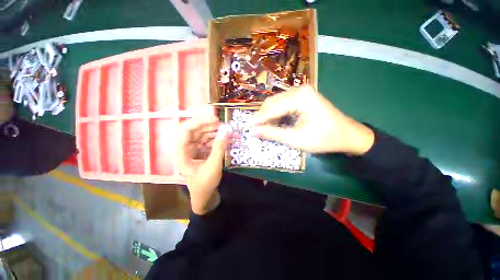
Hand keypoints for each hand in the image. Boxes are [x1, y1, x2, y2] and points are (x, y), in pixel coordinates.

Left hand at [176, 105, 229, 214]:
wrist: (204, 197)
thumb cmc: (205, 184)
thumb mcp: (213, 166)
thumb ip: (219, 147)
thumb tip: (226, 131)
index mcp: (182, 153)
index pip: (186, 131)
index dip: (199, 122)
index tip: (214, 118)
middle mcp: (186, 149)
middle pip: (195, 131)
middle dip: (208, 125)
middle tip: (222, 123)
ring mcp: (194, 151)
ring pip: (202, 135)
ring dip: (213, 131)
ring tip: (225, 129)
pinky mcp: (201, 153)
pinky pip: (207, 142)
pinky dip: (215, 139)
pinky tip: (223, 137)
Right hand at [251, 85, 373, 154]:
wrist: (347, 135)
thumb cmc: (324, 138)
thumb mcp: (296, 139)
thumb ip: (273, 133)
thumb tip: (253, 131)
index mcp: (301, 97)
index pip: (273, 108)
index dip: (259, 119)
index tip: (247, 127)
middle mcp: (300, 89)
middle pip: (273, 102)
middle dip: (263, 116)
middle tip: (254, 128)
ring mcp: (302, 91)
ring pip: (277, 102)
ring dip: (268, 114)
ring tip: (262, 126)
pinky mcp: (303, 96)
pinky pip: (283, 103)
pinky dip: (276, 113)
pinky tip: (273, 121)